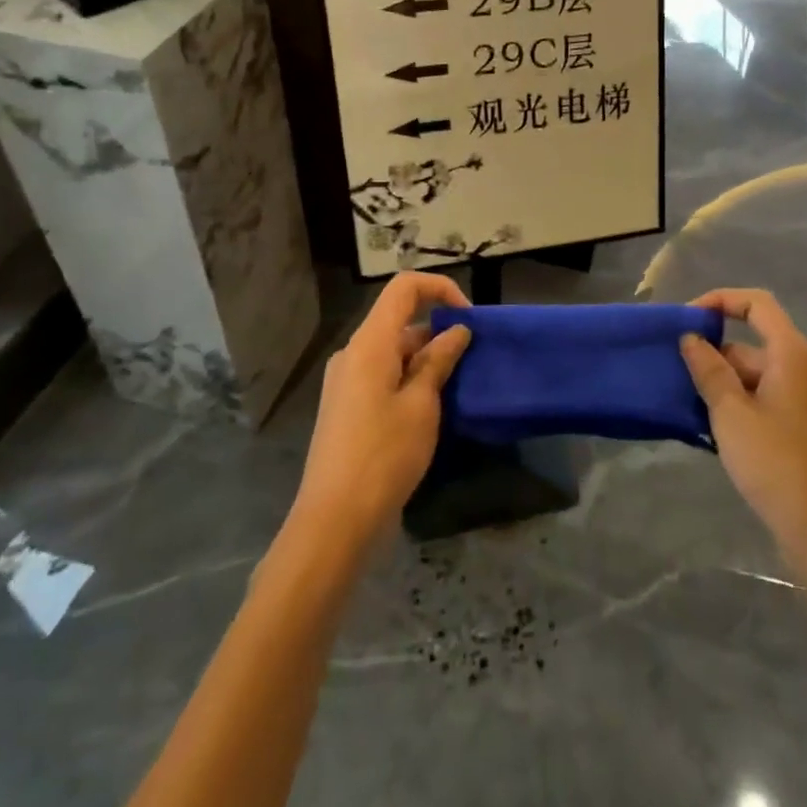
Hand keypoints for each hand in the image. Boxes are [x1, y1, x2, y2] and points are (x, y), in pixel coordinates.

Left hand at [292, 271, 471, 544]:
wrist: (335, 519)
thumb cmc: (384, 455)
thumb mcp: (421, 405)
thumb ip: (439, 360)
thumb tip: (457, 330)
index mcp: (370, 342)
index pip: (405, 288)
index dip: (440, 289)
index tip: (468, 319)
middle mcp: (354, 353)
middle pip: (400, 320)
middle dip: (439, 332)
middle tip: (471, 362)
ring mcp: (347, 380)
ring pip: (394, 350)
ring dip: (427, 359)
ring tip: (457, 389)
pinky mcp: (348, 406)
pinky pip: (383, 374)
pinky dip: (410, 379)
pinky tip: (431, 409)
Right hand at [681, 288, 806, 566]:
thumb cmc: (777, 464)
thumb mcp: (731, 414)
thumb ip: (709, 371)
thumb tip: (691, 338)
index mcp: (791, 354)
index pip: (756, 303)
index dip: (720, 300)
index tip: (687, 321)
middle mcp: (802, 369)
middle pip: (752, 342)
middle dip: (713, 353)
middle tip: (675, 373)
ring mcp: (804, 400)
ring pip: (754, 375)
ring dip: (721, 383)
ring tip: (686, 402)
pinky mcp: (801, 428)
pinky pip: (763, 399)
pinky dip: (736, 403)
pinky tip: (710, 427)